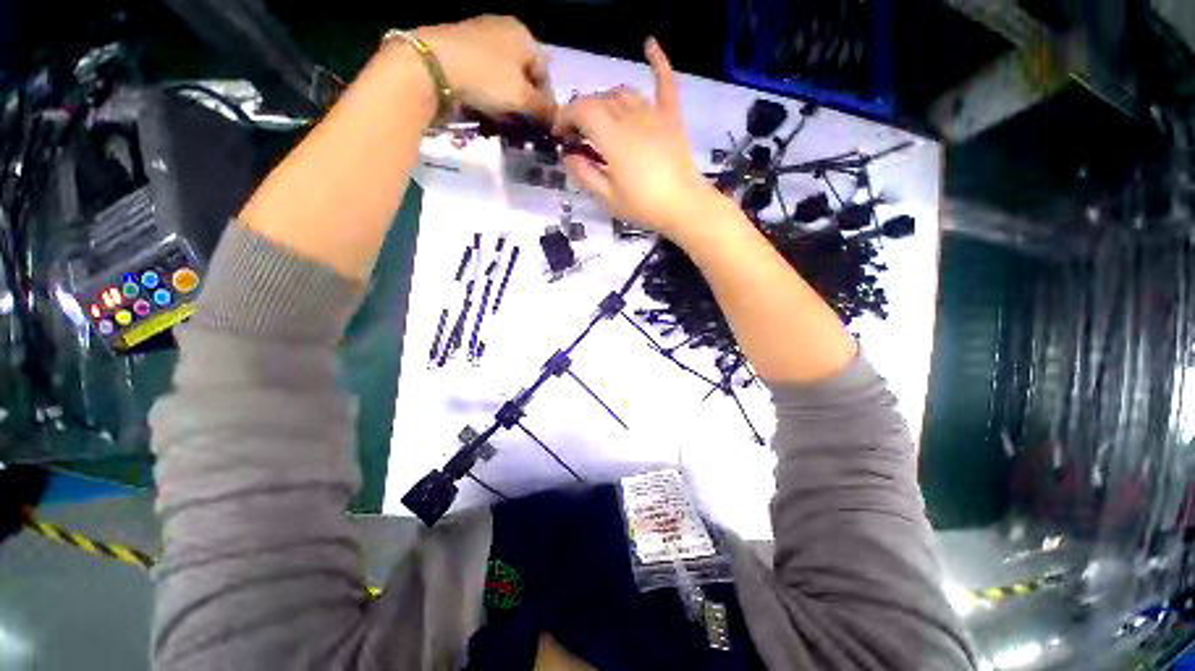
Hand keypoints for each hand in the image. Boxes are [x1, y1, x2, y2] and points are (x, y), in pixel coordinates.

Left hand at [415, 16, 554, 120]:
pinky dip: (488, 91)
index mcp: (523, 34)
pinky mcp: (459, 47)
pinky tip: (484, 106)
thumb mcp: (523, 98)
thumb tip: (557, 119)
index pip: (544, 72)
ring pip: (503, 75)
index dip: (546, 101)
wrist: (431, 66)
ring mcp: (479, 35)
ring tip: (503, 118)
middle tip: (522, 123)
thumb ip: (544, 109)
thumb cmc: (487, 78)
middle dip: (525, 100)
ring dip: (507, 99)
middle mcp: (503, 28)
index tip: (541, 124)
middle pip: (523, 73)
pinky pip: (483, 74)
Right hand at [553, 38, 719, 236]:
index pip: (581, 110)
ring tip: (600, 120)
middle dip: (581, 113)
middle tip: (577, 136)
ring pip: (623, 93)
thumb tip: (568, 155)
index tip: (559, 134)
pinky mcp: (672, 117)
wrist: (685, 206)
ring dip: (605, 101)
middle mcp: (631, 116)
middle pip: (599, 100)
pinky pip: (665, 83)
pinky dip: (657, 61)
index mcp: (612, 137)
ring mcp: (654, 113)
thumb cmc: (644, 206)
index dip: (564, 117)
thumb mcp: (608, 198)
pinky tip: (649, 43)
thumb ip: (585, 174)